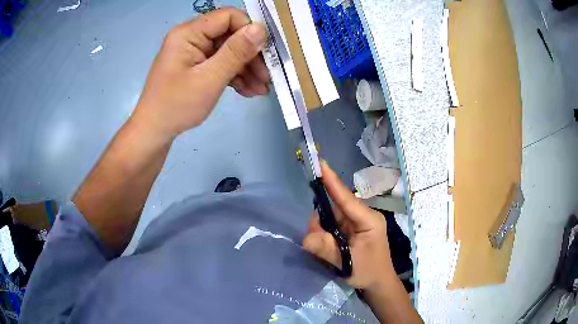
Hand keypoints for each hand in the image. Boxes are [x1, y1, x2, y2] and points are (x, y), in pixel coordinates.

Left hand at [132, 8, 269, 137]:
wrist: (155, 132)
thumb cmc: (177, 106)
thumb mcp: (209, 79)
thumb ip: (235, 52)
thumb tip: (260, 29)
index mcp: (189, 33)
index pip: (228, 17)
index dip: (249, 30)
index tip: (265, 52)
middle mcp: (192, 37)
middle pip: (230, 35)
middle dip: (251, 55)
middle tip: (267, 76)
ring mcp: (194, 52)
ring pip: (228, 51)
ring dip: (246, 69)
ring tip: (261, 89)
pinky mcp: (196, 65)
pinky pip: (220, 63)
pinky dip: (235, 76)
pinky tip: (248, 90)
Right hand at [303, 161, 396, 288]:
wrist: (378, 283)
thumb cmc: (368, 271)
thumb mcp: (347, 263)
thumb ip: (326, 249)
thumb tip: (305, 238)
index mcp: (368, 219)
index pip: (346, 198)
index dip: (332, 181)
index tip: (320, 163)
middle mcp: (362, 216)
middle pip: (334, 208)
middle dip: (320, 221)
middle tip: (316, 240)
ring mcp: (357, 222)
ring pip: (331, 217)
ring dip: (322, 231)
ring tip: (325, 250)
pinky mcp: (351, 229)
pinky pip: (332, 225)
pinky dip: (325, 234)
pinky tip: (327, 247)